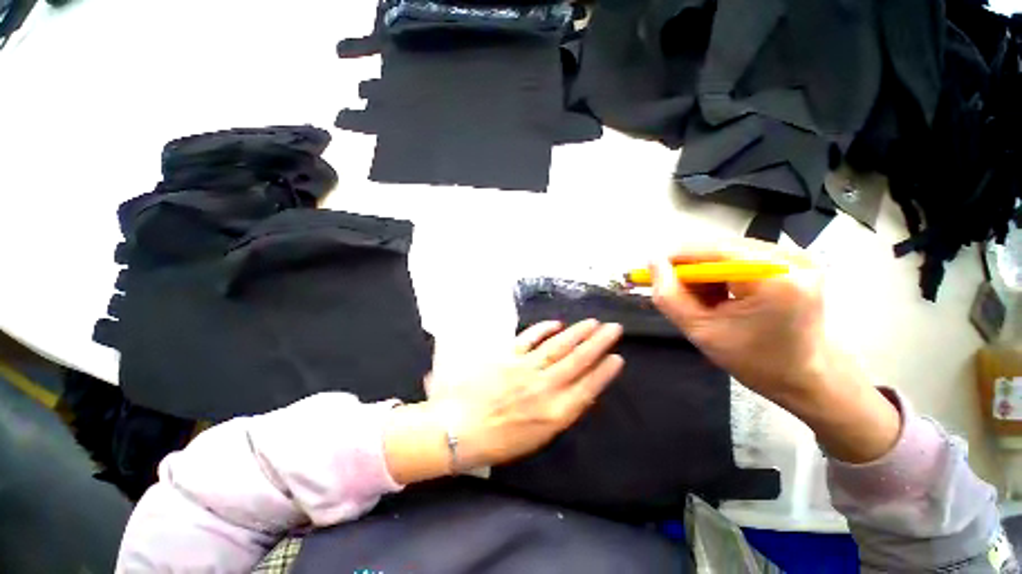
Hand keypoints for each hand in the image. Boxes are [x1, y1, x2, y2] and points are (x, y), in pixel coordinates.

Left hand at [384, 320, 623, 483]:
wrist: (459, 429)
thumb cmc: (499, 440)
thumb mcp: (538, 437)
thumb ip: (561, 412)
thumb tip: (580, 391)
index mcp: (554, 413)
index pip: (588, 386)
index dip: (605, 371)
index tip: (618, 357)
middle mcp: (544, 387)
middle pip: (577, 360)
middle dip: (598, 343)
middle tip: (614, 329)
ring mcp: (525, 368)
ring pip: (558, 346)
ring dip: (577, 333)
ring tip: (593, 323)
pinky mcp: (507, 356)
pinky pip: (530, 338)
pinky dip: (544, 329)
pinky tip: (556, 323)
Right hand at [650, 238, 900, 462]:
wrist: (808, 377)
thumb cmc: (756, 361)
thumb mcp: (701, 331)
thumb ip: (669, 296)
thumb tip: (653, 262)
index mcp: (773, 278)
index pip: (711, 251)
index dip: (675, 258)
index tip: (650, 272)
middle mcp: (790, 257)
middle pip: (719, 248)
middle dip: (691, 268)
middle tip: (677, 292)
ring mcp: (796, 256)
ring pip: (728, 251)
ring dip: (705, 271)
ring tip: (701, 299)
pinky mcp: (795, 260)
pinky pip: (742, 256)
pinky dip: (722, 273)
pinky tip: (720, 294)